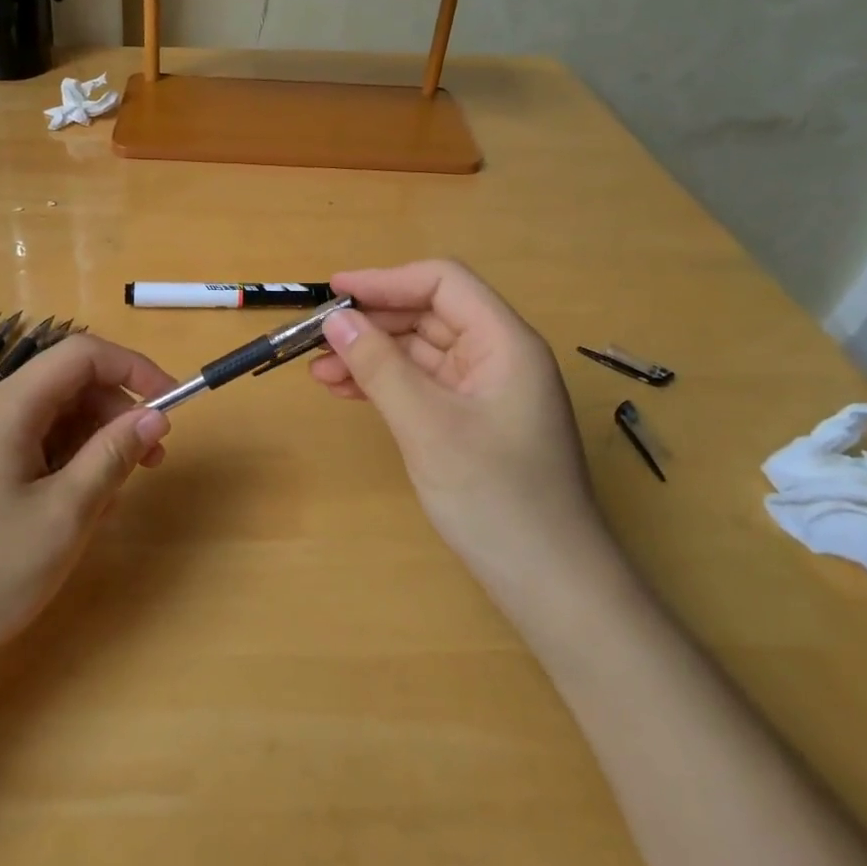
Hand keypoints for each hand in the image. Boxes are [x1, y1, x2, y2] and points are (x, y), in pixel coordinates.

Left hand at [0, 334, 174, 662]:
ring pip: (51, 418)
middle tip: (151, 460)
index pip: (81, 355)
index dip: (132, 368)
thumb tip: (154, 416)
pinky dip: (64, 463)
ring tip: (115, 493)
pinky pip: (30, 447)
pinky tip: (77, 507)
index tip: (171, 402)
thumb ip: (113, 455)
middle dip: (116, 412)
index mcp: (7, 408)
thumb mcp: (65, 513)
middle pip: (67, 385)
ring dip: (93, 442)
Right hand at [309, 260, 606, 589]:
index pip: (443, 283)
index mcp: (504, 342)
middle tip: (316, 336)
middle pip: (429, 315)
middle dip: (372, 321)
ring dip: (371, 354)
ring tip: (319, 369)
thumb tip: (334, 318)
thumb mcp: (427, 426)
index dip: (386, 280)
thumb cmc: (495, 498)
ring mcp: (485, 391)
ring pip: (420, 352)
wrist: (550, 584)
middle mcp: (498, 356)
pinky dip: (385, 383)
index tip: (334, 292)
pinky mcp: (472, 421)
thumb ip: (379, 366)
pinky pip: (423, 385)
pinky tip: (346, 390)